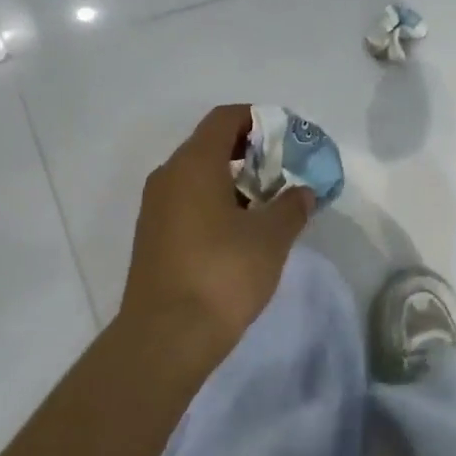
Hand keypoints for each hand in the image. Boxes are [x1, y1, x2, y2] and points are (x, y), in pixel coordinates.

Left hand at [120, 104, 314, 362]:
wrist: (165, 337)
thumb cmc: (222, 274)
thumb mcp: (270, 238)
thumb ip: (291, 206)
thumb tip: (302, 191)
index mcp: (194, 164)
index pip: (225, 118)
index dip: (258, 119)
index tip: (287, 136)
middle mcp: (168, 176)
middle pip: (210, 145)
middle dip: (250, 152)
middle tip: (284, 172)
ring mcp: (155, 208)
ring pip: (198, 176)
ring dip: (233, 180)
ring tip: (268, 204)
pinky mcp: (153, 237)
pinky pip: (187, 202)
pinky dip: (215, 203)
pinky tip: (240, 232)